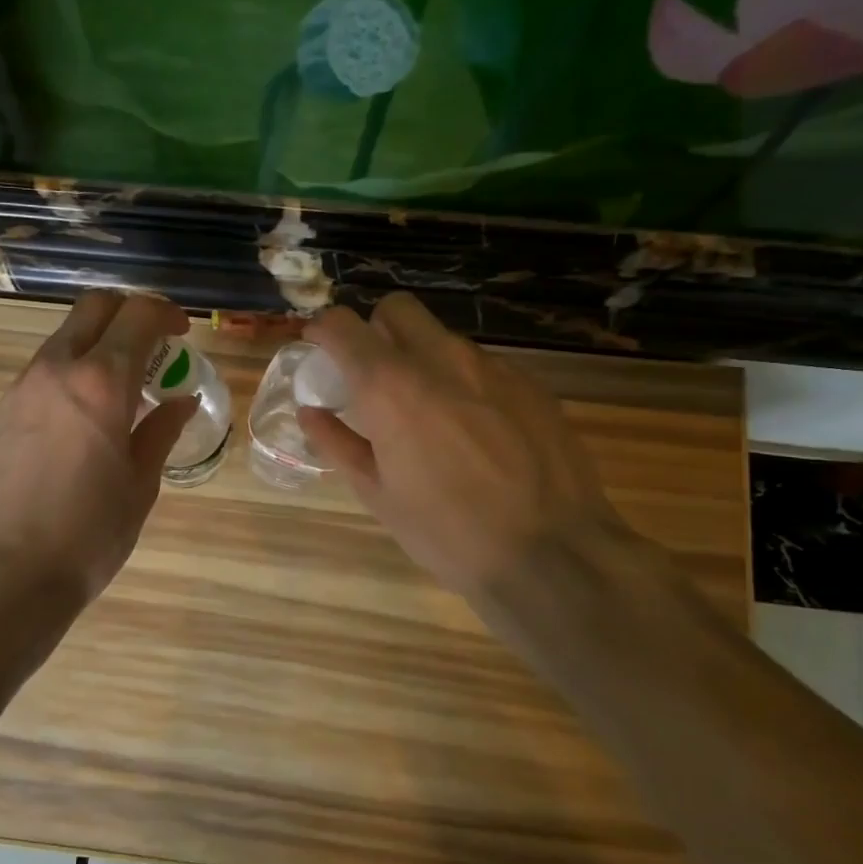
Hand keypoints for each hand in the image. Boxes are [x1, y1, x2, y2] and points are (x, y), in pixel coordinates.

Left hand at [0, 291, 197, 613]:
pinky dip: (73, 367)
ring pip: (65, 335)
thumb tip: (182, 400)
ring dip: (98, 341)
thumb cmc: (89, 532)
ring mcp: (23, 386)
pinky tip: (87, 410)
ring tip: (123, 382)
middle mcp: (57, 368)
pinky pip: (44, 367)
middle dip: (129, 312)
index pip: (137, 316)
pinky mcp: (3, 409)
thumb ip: (161, 431)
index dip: (166, 314)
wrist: (6, 572)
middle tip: (153, 344)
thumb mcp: (140, 483)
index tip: (182, 333)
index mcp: (101, 382)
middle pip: (94, 308)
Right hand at [298, 294, 631, 610]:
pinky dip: (464, 384)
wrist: (551, 554)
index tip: (319, 349)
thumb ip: (338, 443)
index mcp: (390, 387)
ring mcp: (491, 368)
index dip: (323, 331)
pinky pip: (483, 367)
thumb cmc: (445, 531)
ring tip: (429, 414)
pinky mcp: (530, 384)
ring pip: (443, 338)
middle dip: (377, 330)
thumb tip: (311, 413)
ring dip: (423, 359)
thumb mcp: (378, 494)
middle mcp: (440, 360)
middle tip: (374, 376)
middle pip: (397, 309)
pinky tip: (477, 433)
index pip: (342, 325)